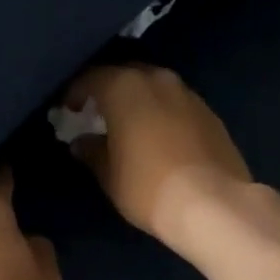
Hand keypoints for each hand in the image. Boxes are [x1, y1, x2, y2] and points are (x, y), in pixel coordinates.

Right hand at [66, 65, 270, 253]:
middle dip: (107, 90)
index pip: (90, 77)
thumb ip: (90, 150)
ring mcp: (187, 94)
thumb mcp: (108, 173)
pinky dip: (160, 111)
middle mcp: (157, 79)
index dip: (74, 92)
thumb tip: (81, 142)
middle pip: (124, 75)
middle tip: (94, 112)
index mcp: (125, 87)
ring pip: (153, 86)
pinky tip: (156, 135)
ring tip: (126, 123)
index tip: (65, 109)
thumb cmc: (147, 186)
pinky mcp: (209, 112)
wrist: (214, 204)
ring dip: (136, 100)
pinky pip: (174, 103)